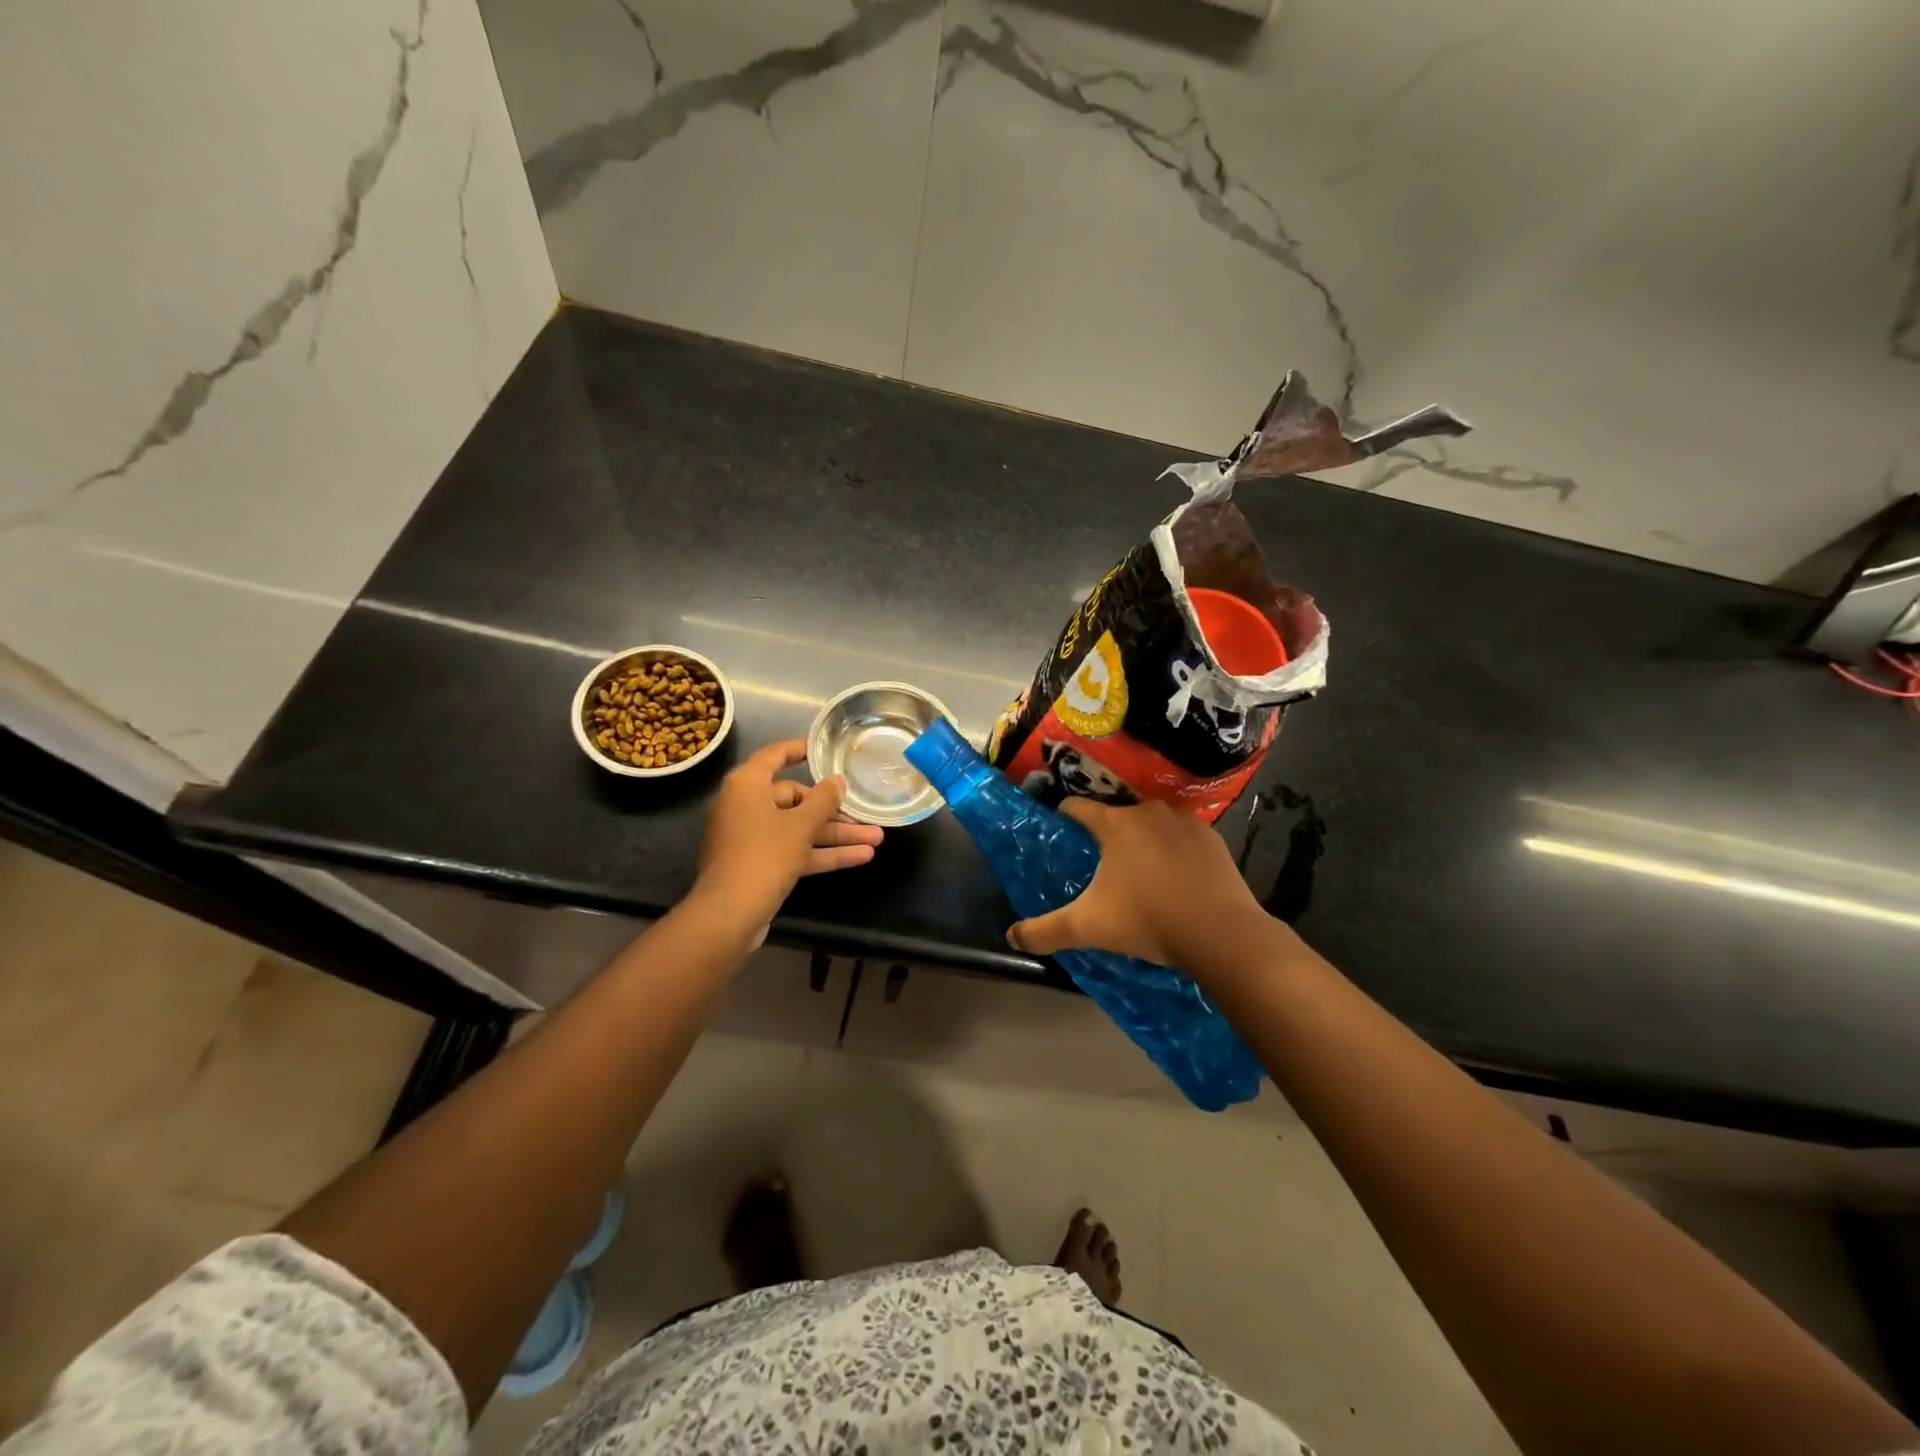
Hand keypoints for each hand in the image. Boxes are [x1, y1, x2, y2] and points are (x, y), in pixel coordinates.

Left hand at [691, 740, 884, 933]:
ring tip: (877, 838)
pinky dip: (823, 853)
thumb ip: (824, 800)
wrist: (730, 914)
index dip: (799, 750)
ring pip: (800, 829)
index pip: (775, 756)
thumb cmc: (764, 855)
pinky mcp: (761, 865)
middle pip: (795, 799)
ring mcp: (753, 838)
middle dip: (834, 810)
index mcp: (748, 785)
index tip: (823, 750)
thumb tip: (837, 781)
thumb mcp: (801, 825)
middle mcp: (747, 806)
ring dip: (836, 835)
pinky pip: (796, 851)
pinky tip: (860, 857)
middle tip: (866, 814)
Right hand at [1007, 798, 1267, 968]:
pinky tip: (1174, 878)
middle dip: (1104, 834)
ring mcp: (1184, 822)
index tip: (1059, 834)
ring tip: (1138, 872)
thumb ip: (1044, 930)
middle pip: (1115, 814)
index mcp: (1115, 824)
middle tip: (1098, 864)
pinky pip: (1182, 837)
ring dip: (1141, 840)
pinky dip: (1173, 850)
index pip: (1077, 806)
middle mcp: (1148, 812)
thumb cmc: (1148, 921)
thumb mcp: (1087, 928)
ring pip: (1151, 823)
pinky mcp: (1213, 839)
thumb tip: (1011, 936)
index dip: (1064, 817)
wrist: (1222, 934)